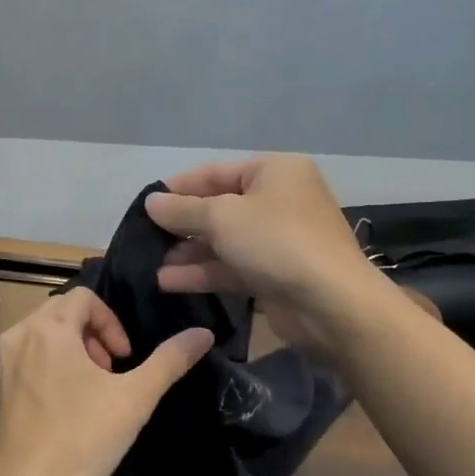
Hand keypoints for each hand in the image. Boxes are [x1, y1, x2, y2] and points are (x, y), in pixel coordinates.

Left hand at [0, 288, 212, 475]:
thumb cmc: (82, 439)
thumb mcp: (135, 398)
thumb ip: (170, 360)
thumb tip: (203, 333)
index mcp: (48, 329)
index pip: (85, 297)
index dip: (112, 322)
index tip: (125, 359)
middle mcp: (17, 337)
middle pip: (61, 313)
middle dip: (92, 335)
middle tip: (110, 373)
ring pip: (40, 337)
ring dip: (71, 351)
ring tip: (89, 390)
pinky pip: (24, 362)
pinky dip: (47, 369)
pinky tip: (62, 410)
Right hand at [145, 155, 396, 356]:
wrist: (330, 303)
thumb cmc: (276, 241)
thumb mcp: (223, 217)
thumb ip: (183, 210)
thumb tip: (151, 202)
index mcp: (274, 172)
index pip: (216, 172)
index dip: (179, 187)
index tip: (146, 202)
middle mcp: (279, 200)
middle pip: (220, 208)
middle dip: (182, 224)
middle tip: (144, 237)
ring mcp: (278, 240)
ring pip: (224, 241)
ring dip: (188, 252)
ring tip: (149, 264)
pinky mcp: (275, 274)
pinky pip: (232, 267)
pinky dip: (204, 272)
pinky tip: (168, 281)